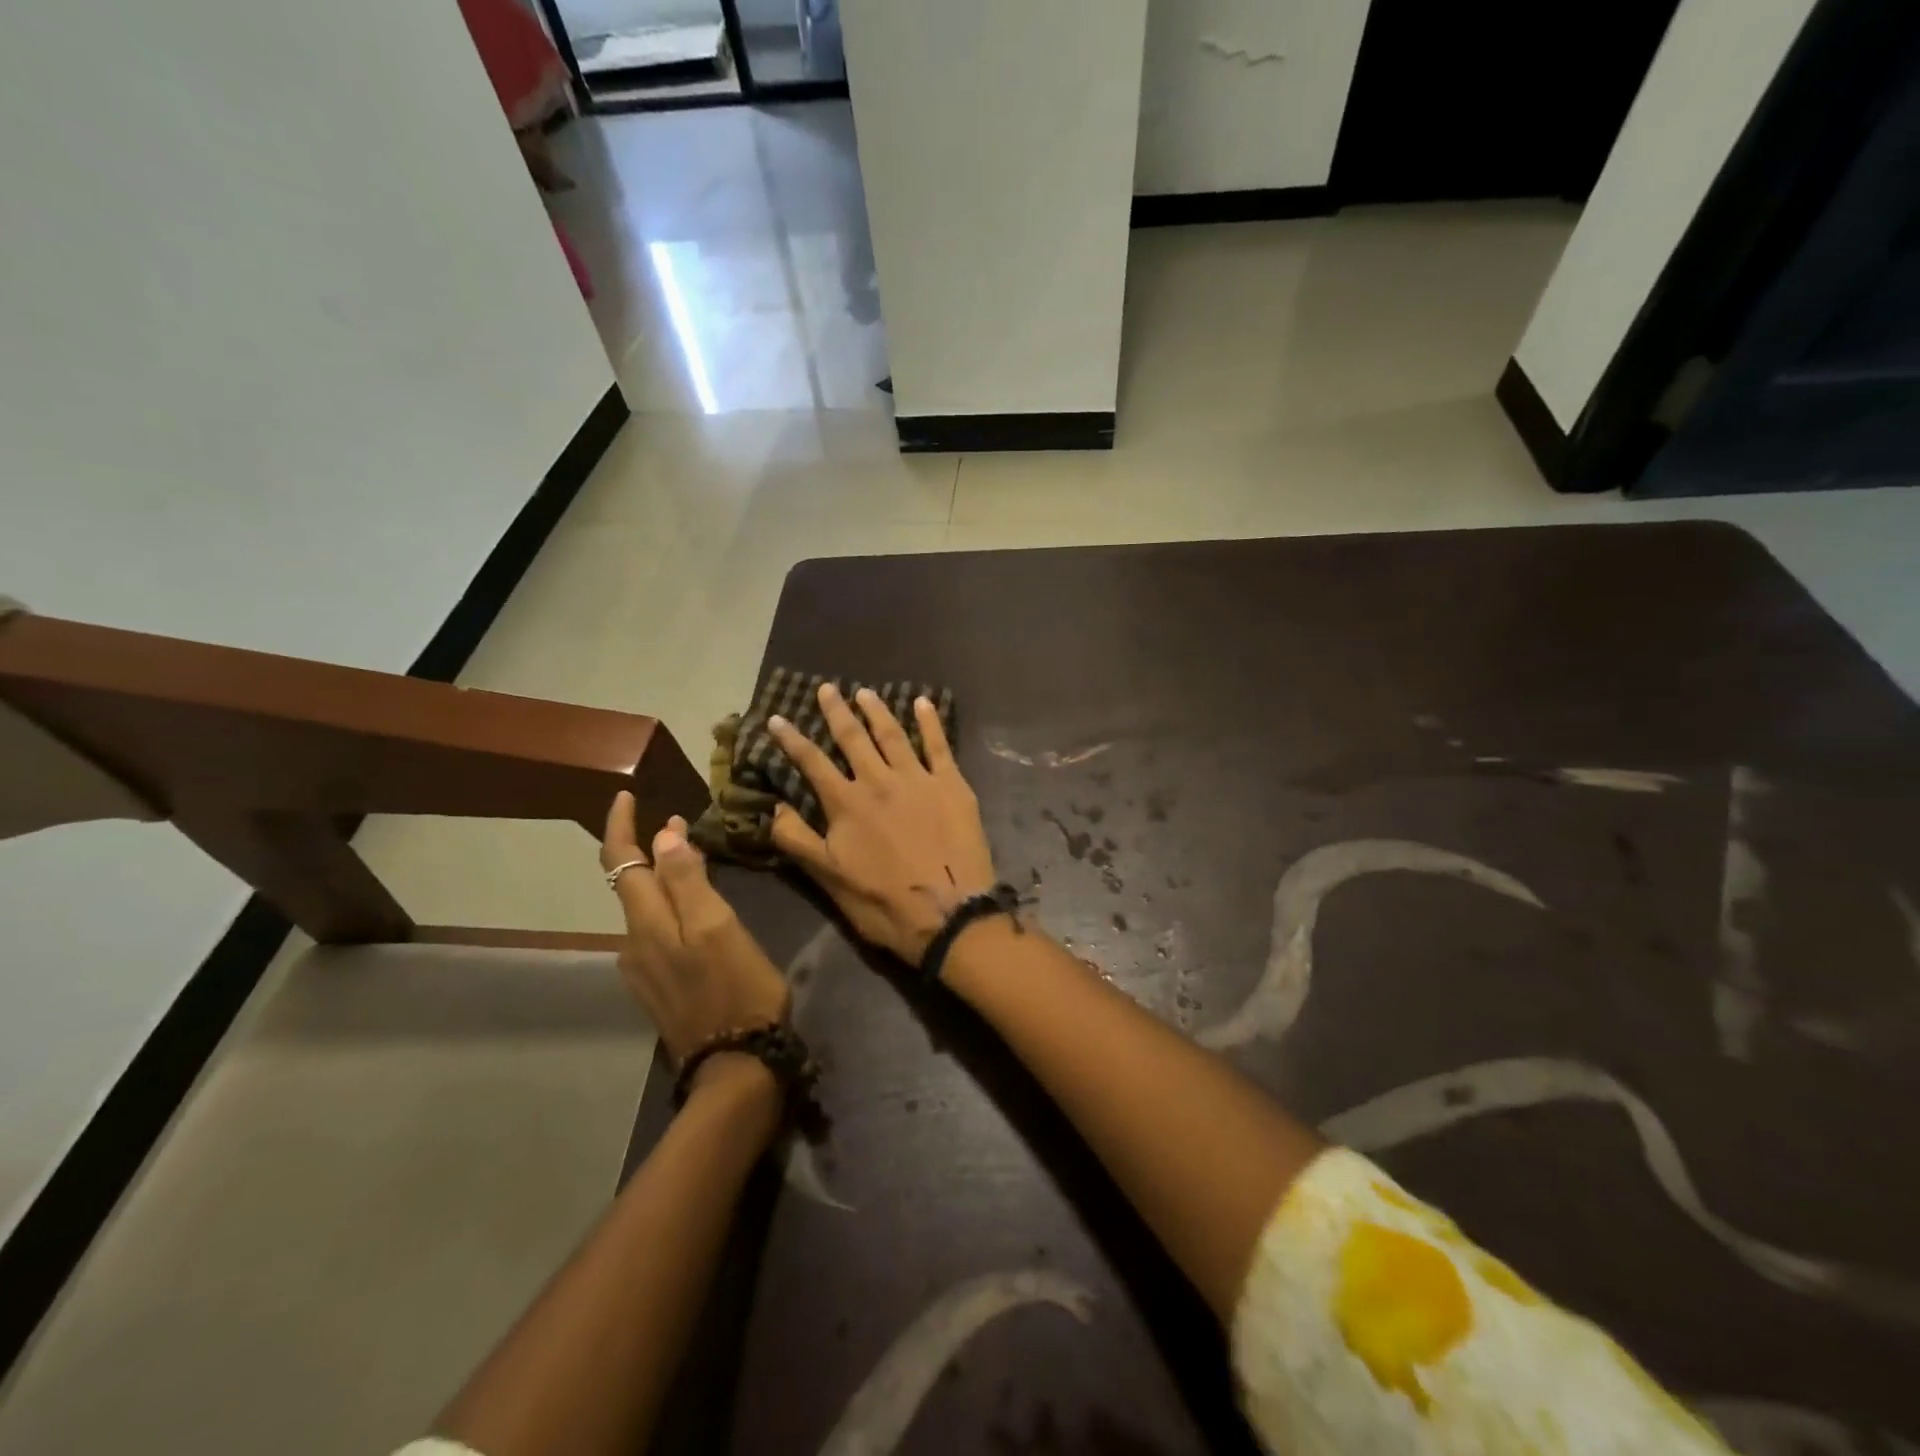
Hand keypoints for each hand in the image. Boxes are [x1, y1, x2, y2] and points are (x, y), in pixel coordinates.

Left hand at [600, 794, 790, 1074]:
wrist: (735, 1066)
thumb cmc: (737, 988)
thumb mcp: (719, 927)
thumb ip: (688, 881)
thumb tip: (662, 835)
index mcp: (648, 924)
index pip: (622, 862)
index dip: (620, 826)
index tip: (626, 795)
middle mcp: (634, 943)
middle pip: (630, 884)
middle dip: (648, 848)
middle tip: (680, 823)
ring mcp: (642, 969)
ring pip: (645, 909)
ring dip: (662, 878)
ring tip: (693, 861)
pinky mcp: (656, 988)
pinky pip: (655, 933)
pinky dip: (668, 908)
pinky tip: (694, 912)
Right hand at [769, 683, 997, 961]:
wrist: (949, 912)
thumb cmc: (884, 903)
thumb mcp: (829, 879)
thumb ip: (798, 840)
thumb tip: (773, 808)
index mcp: (846, 803)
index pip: (812, 762)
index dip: (792, 739)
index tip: (777, 718)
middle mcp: (878, 781)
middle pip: (853, 738)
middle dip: (836, 711)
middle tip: (827, 688)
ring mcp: (917, 779)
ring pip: (892, 734)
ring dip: (877, 710)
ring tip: (865, 692)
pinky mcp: (952, 784)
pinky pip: (939, 745)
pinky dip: (930, 722)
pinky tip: (923, 703)